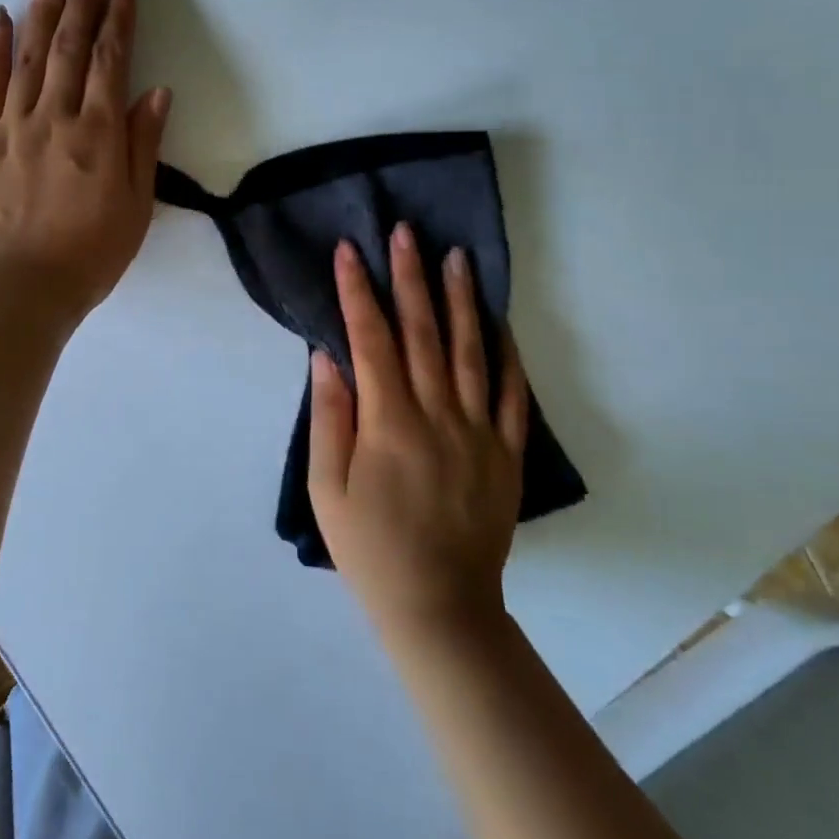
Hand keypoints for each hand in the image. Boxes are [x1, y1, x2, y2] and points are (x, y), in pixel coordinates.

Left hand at [0, 0, 170, 324]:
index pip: (110, 62)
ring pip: (27, 55)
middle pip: (68, 46)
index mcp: (97, 135)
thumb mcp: (134, 209)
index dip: (118, 19)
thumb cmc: (86, 258)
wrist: (14, 293)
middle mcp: (54, 118)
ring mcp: (10, 126)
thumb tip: (155, 92)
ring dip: (41, 8)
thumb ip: (143, 147)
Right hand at [308, 224, 529, 643]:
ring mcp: (479, 432)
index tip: (350, 251)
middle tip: (407, 231)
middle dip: (411, 277)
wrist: (439, 607)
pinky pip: (511, 394)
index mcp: (390, 424)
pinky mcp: (506, 452)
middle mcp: (438, 416)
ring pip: (472, 352)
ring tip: (456, 257)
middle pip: (424, 333)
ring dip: (461, 300)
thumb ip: (330, 418)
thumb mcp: (327, 489)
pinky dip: (507, 354)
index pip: (372, 340)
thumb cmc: (370, 548)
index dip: (358, 292)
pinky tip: (500, 322)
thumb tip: (327, 356)